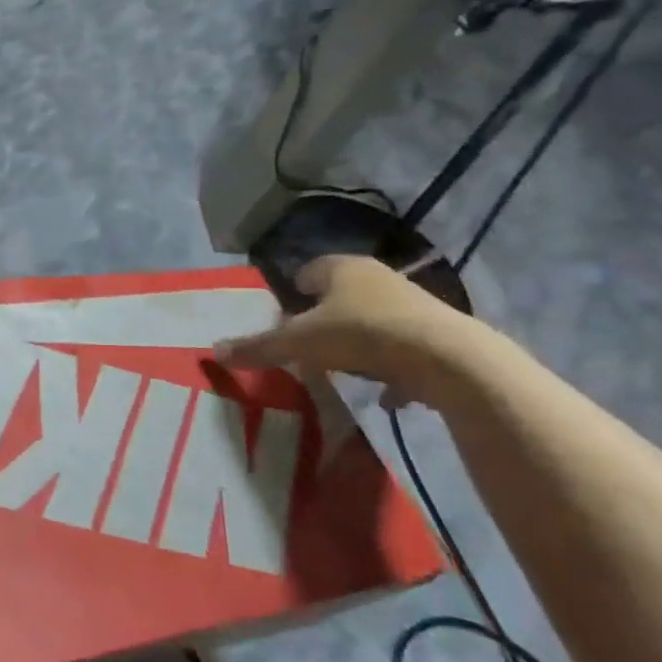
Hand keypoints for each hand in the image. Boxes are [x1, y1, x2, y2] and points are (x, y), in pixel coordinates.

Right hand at [216, 255, 481, 405]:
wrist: (448, 359)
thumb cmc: (361, 334)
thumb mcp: (298, 343)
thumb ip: (257, 347)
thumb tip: (213, 351)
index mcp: (341, 268)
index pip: (308, 271)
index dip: (292, 293)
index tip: (283, 317)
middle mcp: (378, 277)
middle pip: (340, 295)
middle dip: (323, 318)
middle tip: (306, 344)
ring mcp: (412, 303)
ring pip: (372, 319)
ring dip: (357, 341)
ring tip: (341, 369)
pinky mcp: (438, 333)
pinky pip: (403, 348)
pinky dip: (391, 367)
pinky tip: (383, 392)